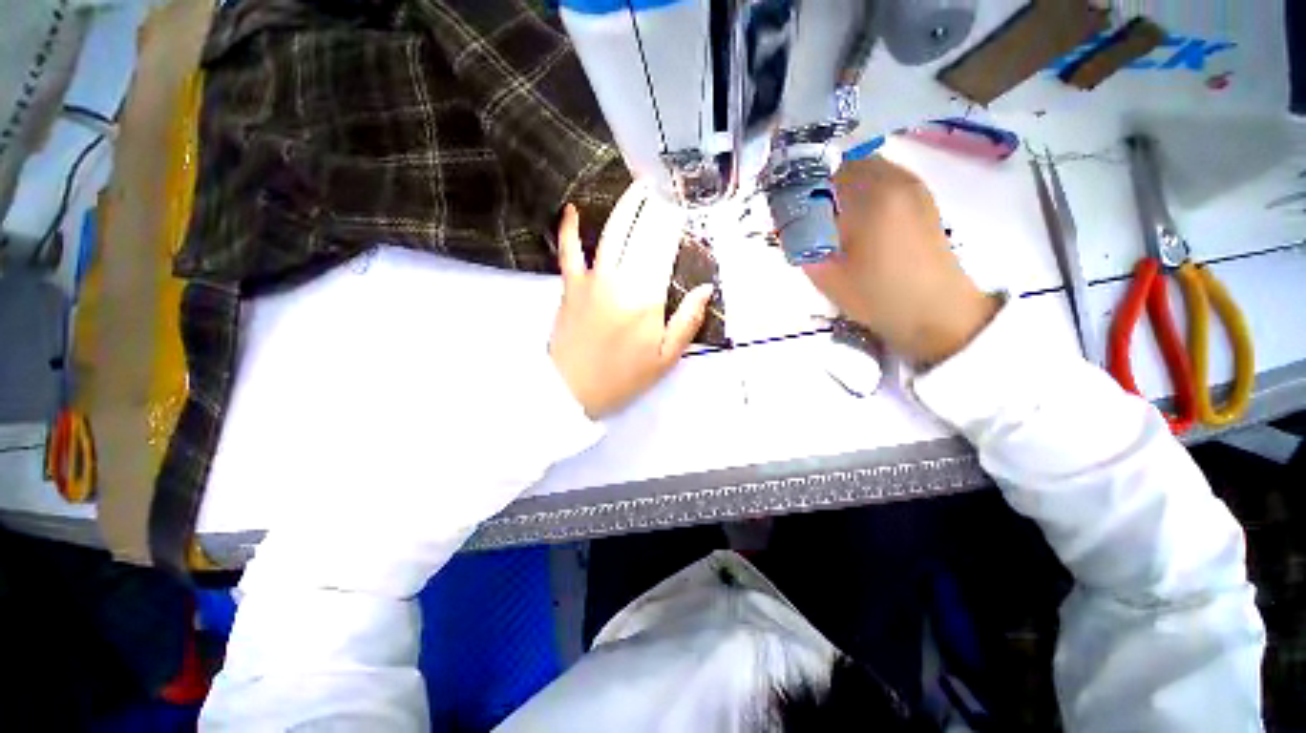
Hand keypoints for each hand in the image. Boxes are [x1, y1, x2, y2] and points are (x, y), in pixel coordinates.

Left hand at [550, 186, 713, 418]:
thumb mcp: (666, 358)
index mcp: (648, 297)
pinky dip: (568, 228)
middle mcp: (621, 279)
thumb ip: (688, 321)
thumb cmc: (623, 378)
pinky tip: (571, 209)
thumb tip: (706, 288)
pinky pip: (568, 250)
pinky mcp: (570, 285)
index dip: (676, 221)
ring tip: (640, 187)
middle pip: (642, 233)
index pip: (665, 247)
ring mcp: (592, 279)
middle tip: (668, 188)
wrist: (572, 391)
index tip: (685, 204)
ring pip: (611, 233)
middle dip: (657, 207)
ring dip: (626, 206)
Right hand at [804, 156, 998, 366]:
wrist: (936, 311)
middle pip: (845, 164)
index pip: (821, 172)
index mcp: (869, 196)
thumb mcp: (826, 275)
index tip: (790, 213)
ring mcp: (912, 186)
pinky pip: (884, 180)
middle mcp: (894, 179)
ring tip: (834, 221)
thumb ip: (802, 244)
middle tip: (809, 217)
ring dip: (844, 187)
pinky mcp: (922, 198)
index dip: (800, 189)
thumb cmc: (877, 296)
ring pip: (866, 170)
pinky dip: (865, 191)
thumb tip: (787, 223)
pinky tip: (860, 222)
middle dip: (821, 185)